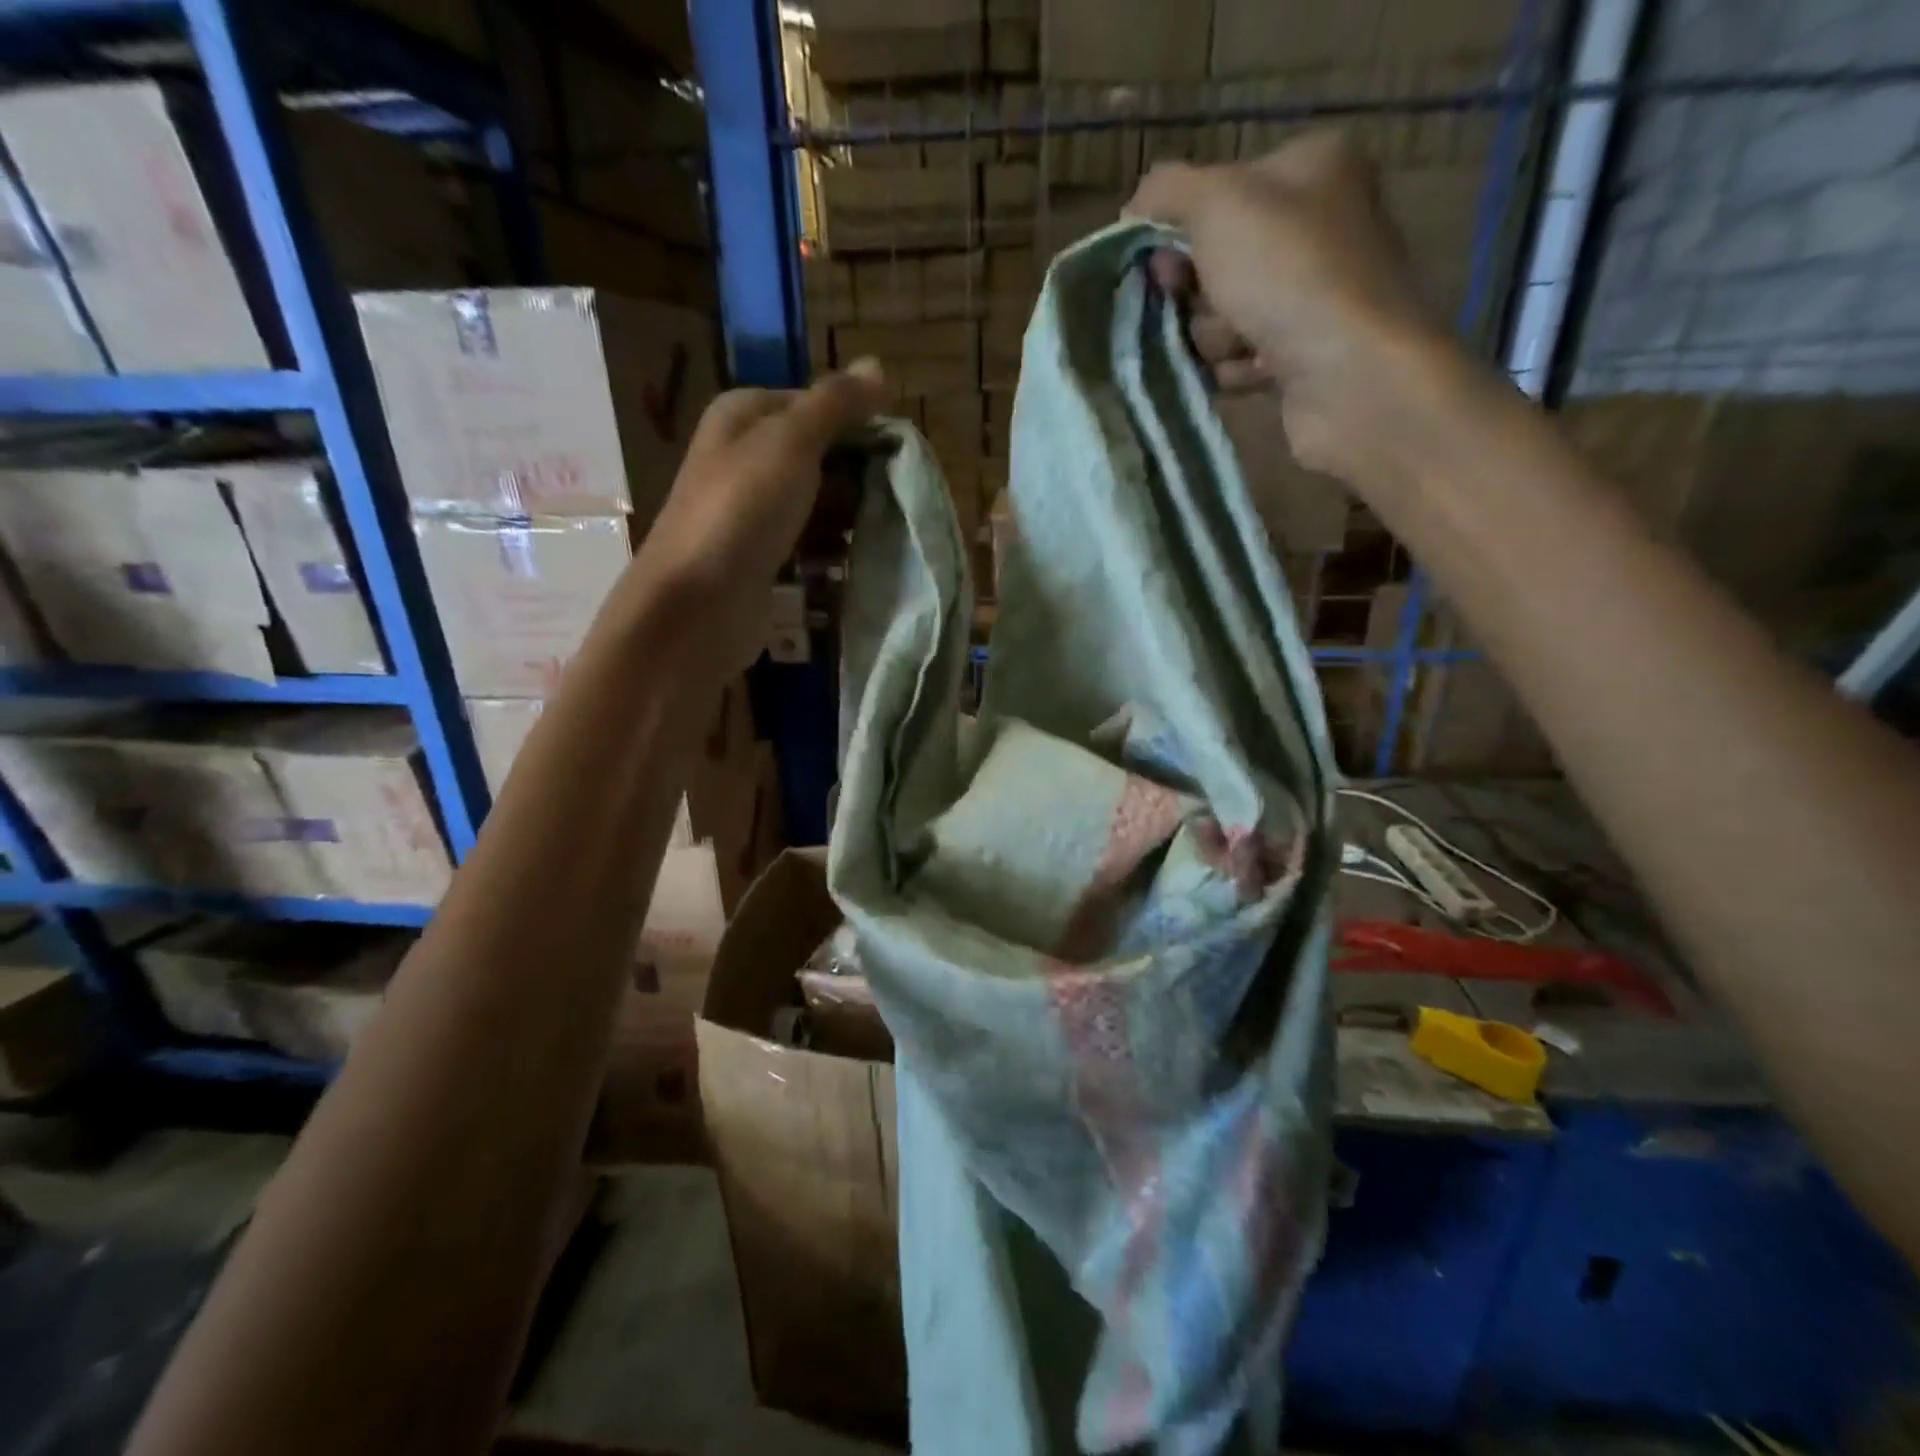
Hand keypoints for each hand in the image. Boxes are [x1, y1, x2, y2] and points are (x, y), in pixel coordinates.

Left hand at [634, 360, 885, 666]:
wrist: (698, 603)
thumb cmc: (743, 510)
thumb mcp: (792, 442)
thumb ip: (835, 404)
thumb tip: (878, 365)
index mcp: (744, 415)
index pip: (815, 404)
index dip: (857, 425)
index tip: (896, 453)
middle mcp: (744, 456)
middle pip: (818, 454)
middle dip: (855, 475)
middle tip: (890, 497)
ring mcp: (751, 510)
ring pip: (816, 501)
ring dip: (846, 516)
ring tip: (875, 532)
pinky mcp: (760, 556)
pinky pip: (806, 542)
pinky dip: (828, 549)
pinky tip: (847, 561)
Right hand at [1127, 131, 1453, 484]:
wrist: (1349, 372)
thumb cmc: (1287, 273)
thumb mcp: (1217, 204)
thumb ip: (1167, 191)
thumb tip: (1135, 205)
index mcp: (1310, 167)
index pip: (1217, 193)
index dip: (1179, 232)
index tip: (1166, 265)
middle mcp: (1318, 224)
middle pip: (1216, 260)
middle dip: (1198, 294)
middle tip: (1202, 305)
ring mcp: (1313, 293)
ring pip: (1223, 315)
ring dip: (1216, 337)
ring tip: (1243, 345)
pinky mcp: (1306, 352)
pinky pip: (1243, 357)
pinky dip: (1237, 368)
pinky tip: (1254, 372)